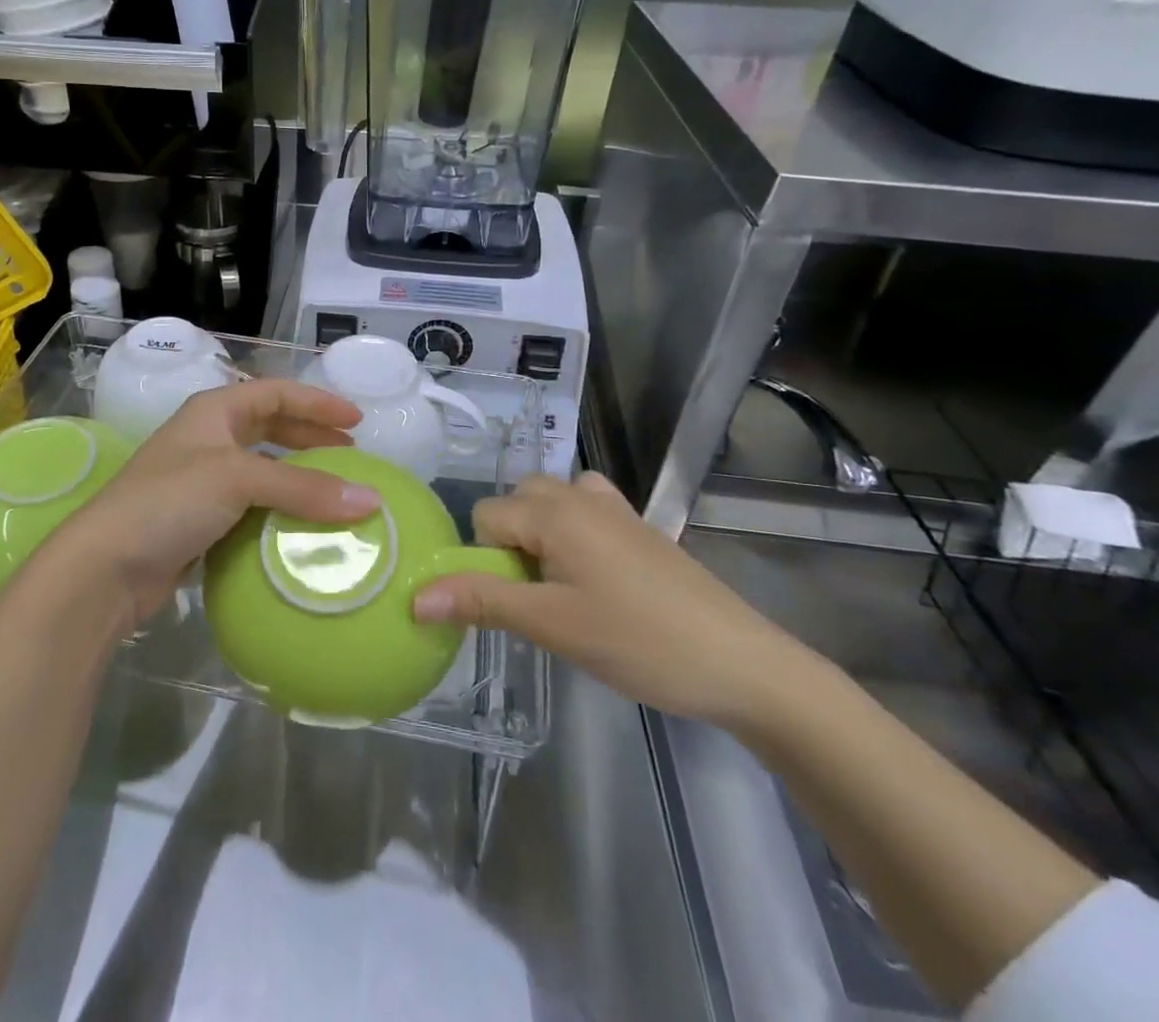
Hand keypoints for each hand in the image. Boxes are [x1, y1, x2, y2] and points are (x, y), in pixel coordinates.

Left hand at [46, 380, 381, 630]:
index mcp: (214, 412)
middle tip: (351, 455)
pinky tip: (302, 528)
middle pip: (270, 428)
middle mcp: (208, 439)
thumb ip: (304, 488)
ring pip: (263, 470)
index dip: (317, 403)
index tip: (356, 421)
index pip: (276, 393)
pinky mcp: (201, 522)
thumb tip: (371, 500)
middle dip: (311, 438)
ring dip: (298, 478)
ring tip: (335, 492)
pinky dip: (280, 512)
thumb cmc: (168, 502)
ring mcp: (202, 482)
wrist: (105, 567)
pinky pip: (253, 507)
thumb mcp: (237, 480)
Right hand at [412, 472, 812, 727]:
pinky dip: (573, 531)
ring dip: (540, 536)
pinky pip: (585, 509)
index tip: (512, 604)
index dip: (485, 560)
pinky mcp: (639, 526)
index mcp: (555, 511)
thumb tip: (416, 597)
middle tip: (537, 597)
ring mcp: (615, 508)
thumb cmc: (640, 642)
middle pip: (515, 503)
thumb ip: (482, 602)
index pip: (485, 517)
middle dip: (511, 545)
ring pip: (549, 503)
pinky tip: (593, 573)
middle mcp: (580, 495)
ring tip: (561, 587)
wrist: (742, 663)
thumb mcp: (553, 626)